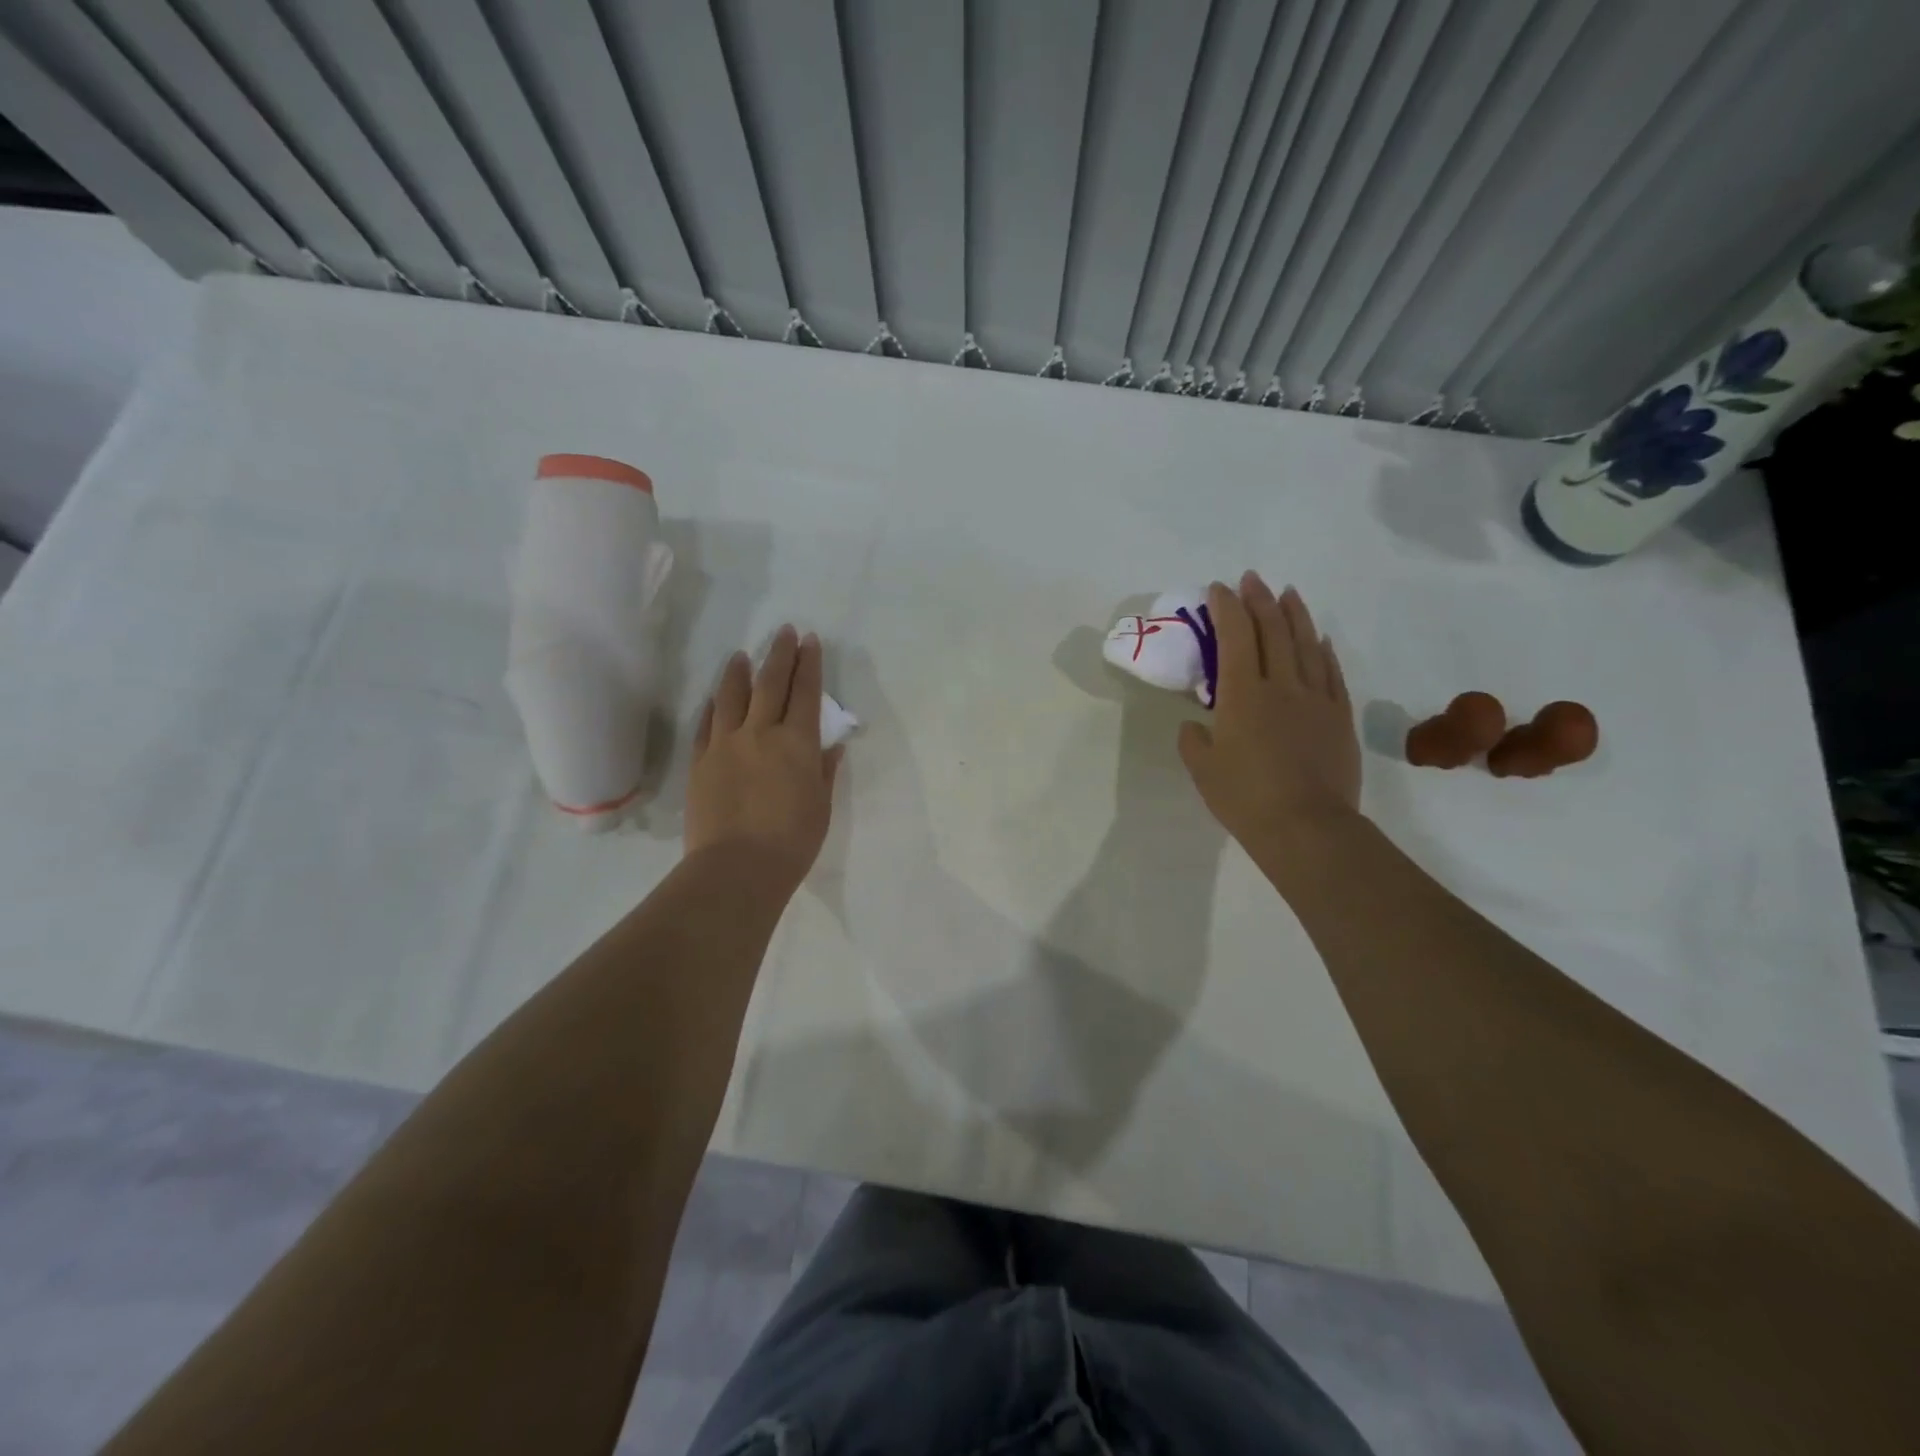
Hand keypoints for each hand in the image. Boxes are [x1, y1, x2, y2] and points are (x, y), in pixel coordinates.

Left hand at [686, 625, 842, 889]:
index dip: (809, 664)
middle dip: (780, 654)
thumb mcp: (821, 806)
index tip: (810, 641)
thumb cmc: (792, 841)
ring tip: (742, 655)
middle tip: (784, 632)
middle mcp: (760, 733)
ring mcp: (725, 745)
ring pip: (732, 697)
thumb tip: (832, 746)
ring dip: (739, 672)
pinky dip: (713, 707)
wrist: (737, 868)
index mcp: (796, 743)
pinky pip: (706, 725)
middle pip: (770, 684)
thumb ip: (824, 771)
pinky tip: (715, 697)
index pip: (805, 693)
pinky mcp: (700, 762)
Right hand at [1179, 573, 1360, 858]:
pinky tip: (1320, 639)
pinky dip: (1324, 651)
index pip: (1234, 637)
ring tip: (1288, 592)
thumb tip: (1197, 726)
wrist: (1306, 827)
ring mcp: (1315, 699)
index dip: (1226, 608)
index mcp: (1242, 695)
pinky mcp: (1338, 717)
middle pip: (1272, 630)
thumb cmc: (1245, 797)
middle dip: (1259, 600)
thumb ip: (1194, 739)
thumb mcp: (1202, 768)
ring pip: (1306, 644)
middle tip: (1252, 579)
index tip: (1218, 589)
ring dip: (1295, 614)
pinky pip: (1332, 674)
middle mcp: (1281, 686)